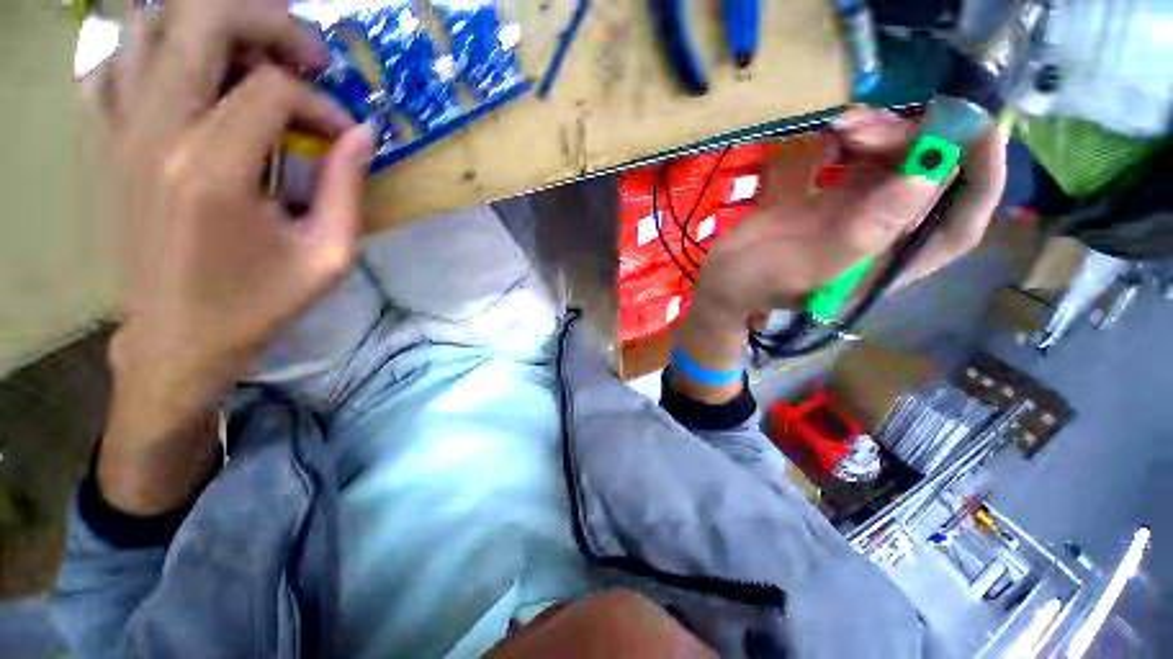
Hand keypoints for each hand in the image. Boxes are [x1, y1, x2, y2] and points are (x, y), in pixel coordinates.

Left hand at [99, 0, 373, 513]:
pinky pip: (117, 62)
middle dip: (268, 22)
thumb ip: (347, 191)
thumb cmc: (256, 305)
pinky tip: (192, 75)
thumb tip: (362, 135)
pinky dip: (155, 48)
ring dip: (212, 24)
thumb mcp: (327, 258)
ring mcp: (122, 130)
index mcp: (212, 169)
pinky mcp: (110, 141)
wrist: (175, 340)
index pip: (272, 88)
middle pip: (202, 19)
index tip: (344, 136)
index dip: (321, 104)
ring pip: (152, 24)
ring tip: (255, 55)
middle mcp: (156, 131)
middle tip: (308, 56)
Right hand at [674, 108, 1005, 401]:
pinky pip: (865, 159)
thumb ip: (865, 231)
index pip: (960, 222)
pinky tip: (839, 130)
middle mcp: (888, 234)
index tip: (975, 128)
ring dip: (883, 134)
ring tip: (844, 127)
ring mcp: (861, 212)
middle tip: (869, 129)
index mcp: (891, 262)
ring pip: (900, 161)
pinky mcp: (835, 197)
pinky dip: (860, 137)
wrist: (723, 280)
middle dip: (913, 144)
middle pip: (930, 179)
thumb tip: (924, 179)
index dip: (980, 176)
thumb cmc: (760, 283)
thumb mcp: (810, 266)